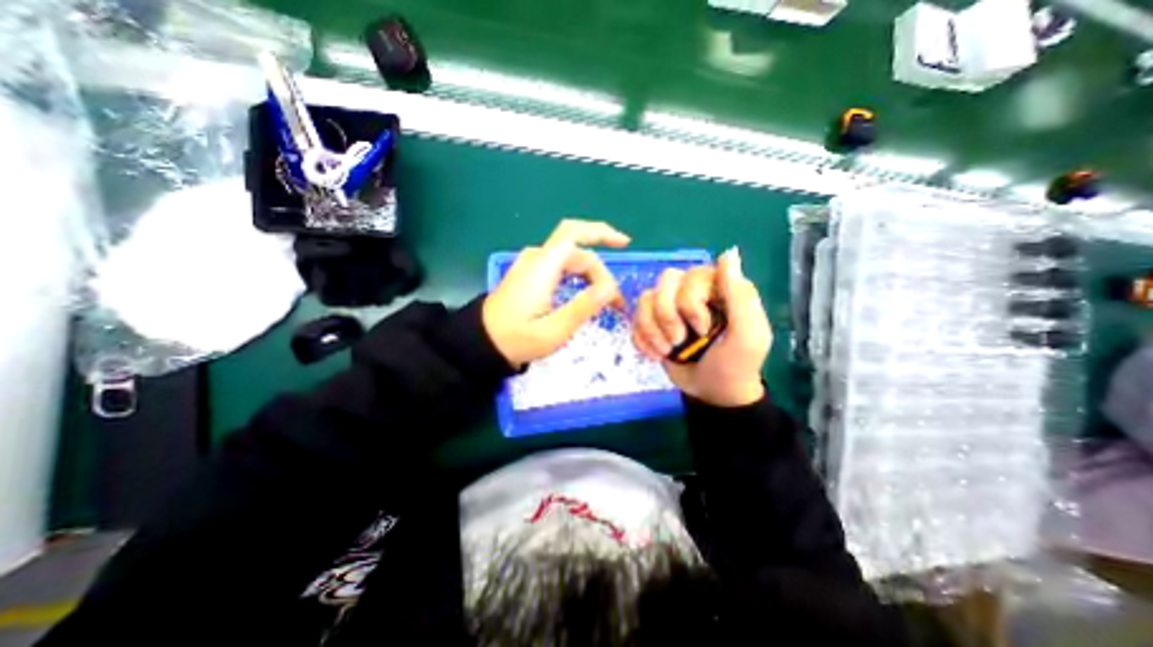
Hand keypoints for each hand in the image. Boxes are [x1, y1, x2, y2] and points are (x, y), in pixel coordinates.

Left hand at [483, 218, 628, 365]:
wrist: (481, 342)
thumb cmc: (516, 339)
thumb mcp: (553, 331)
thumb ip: (583, 307)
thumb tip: (611, 288)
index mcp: (542, 267)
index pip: (576, 234)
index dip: (603, 234)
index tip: (625, 249)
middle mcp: (537, 259)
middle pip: (578, 251)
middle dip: (601, 272)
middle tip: (615, 302)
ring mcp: (531, 265)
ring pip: (571, 259)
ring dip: (591, 276)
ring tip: (604, 302)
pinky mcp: (530, 274)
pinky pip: (561, 267)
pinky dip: (578, 277)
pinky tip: (585, 293)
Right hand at [635, 251, 767, 406]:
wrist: (711, 393)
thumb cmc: (734, 365)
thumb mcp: (747, 336)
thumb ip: (741, 297)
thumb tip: (727, 254)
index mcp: (717, 288)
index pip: (691, 275)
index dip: (690, 302)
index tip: (703, 329)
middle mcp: (691, 291)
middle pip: (664, 281)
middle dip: (667, 315)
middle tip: (679, 341)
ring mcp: (669, 307)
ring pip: (645, 298)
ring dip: (652, 329)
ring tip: (666, 351)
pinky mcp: (653, 323)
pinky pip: (635, 319)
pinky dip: (642, 339)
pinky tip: (656, 355)